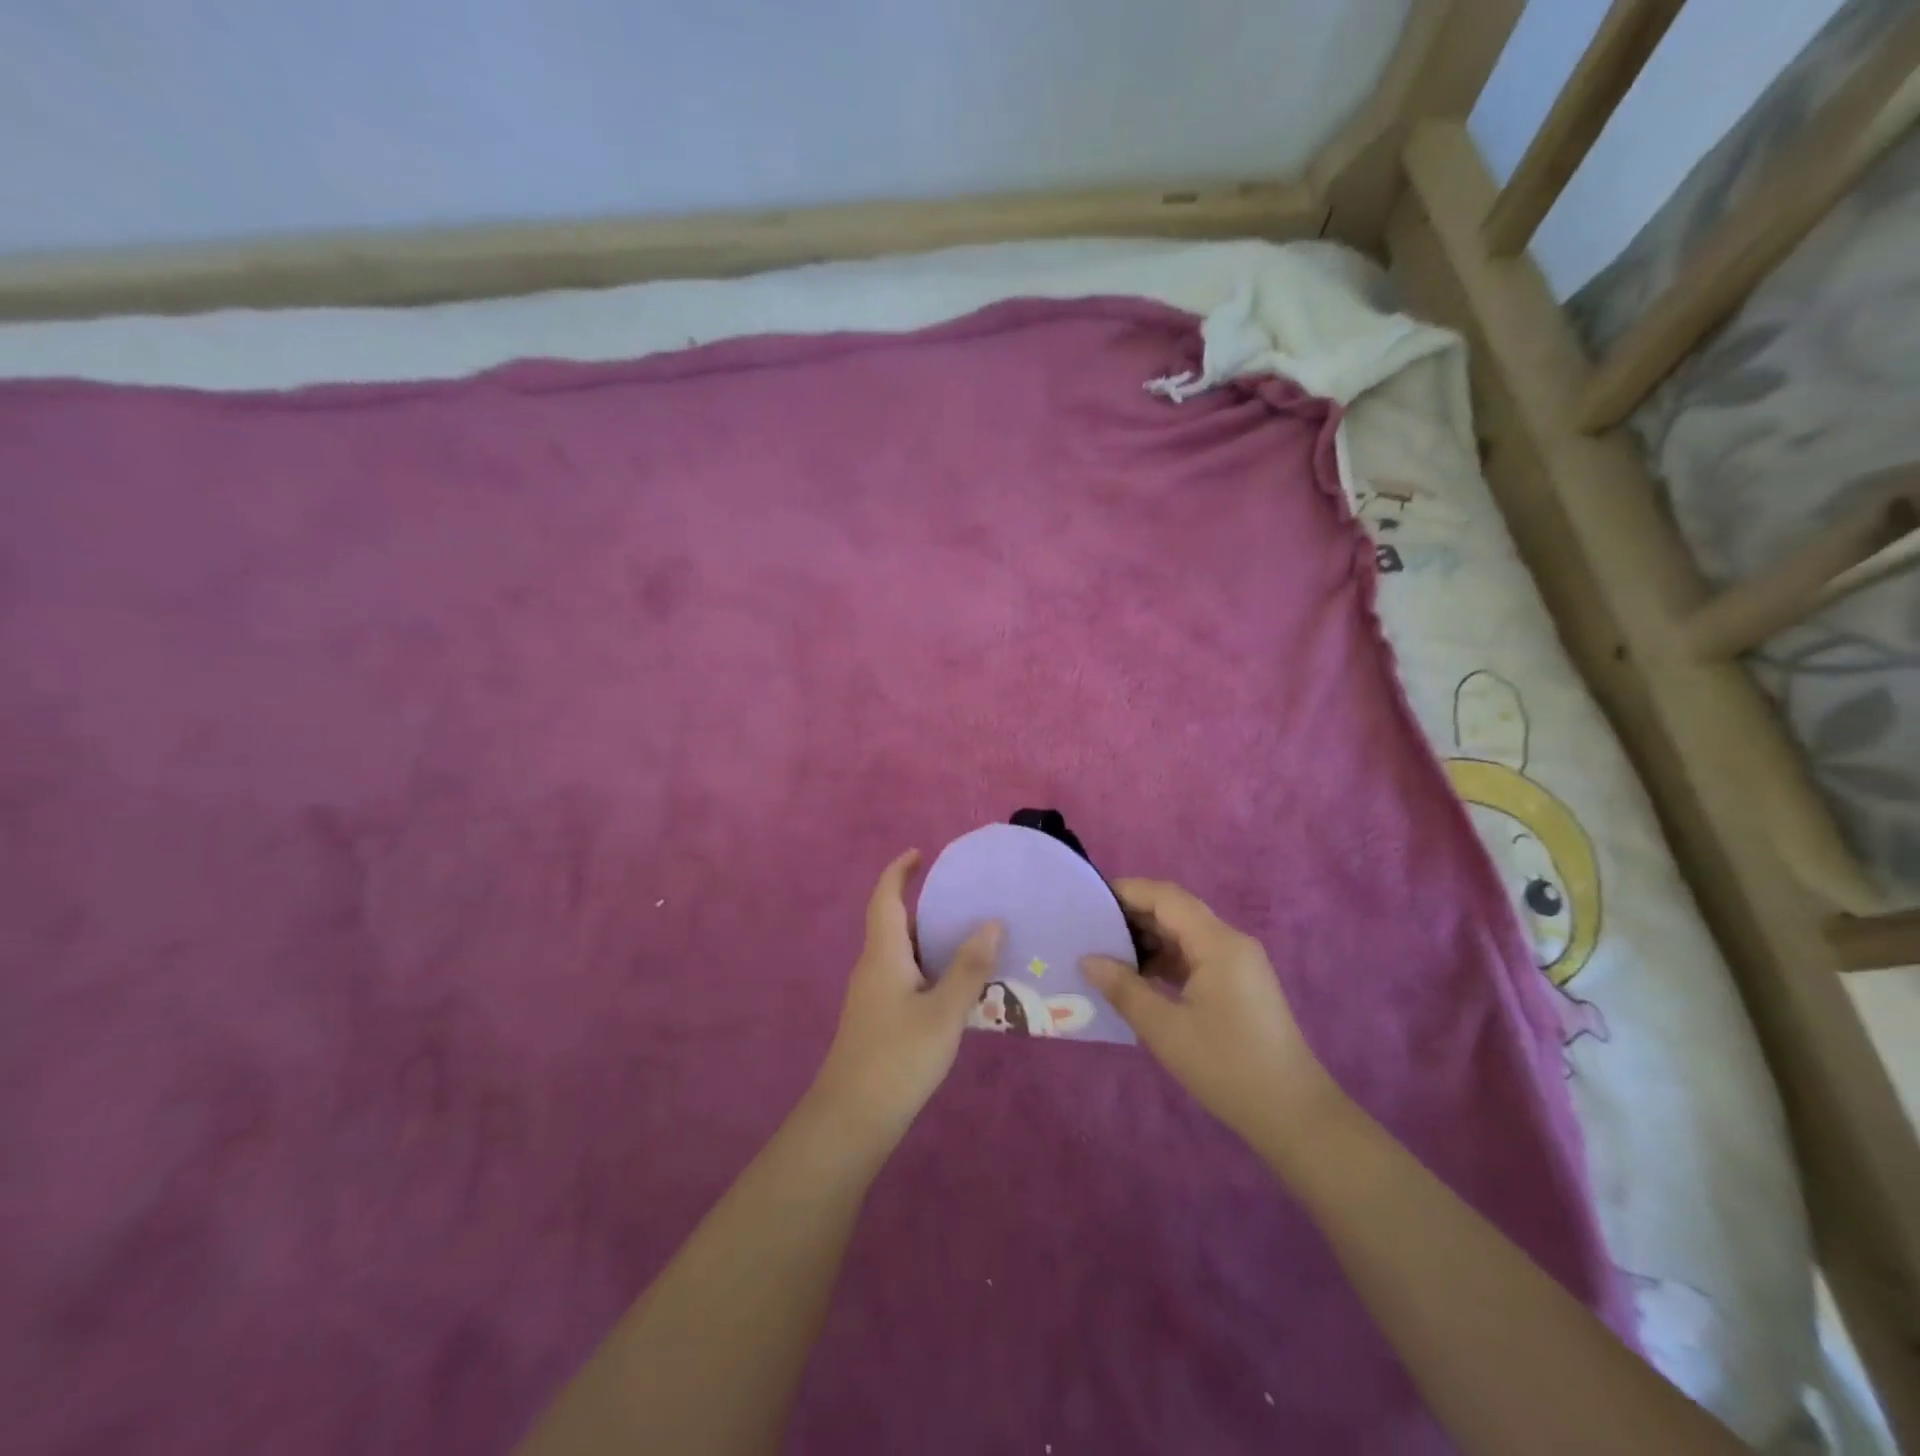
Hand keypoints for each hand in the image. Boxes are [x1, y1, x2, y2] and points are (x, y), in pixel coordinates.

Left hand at [811, 850, 1002, 1146]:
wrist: (851, 1119)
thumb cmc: (897, 1057)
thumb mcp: (943, 1012)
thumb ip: (968, 968)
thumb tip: (991, 923)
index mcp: (883, 953)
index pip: (884, 897)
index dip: (899, 871)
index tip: (921, 853)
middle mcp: (873, 966)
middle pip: (893, 923)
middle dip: (923, 905)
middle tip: (964, 899)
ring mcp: (872, 996)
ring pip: (901, 953)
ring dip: (929, 940)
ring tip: (970, 938)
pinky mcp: (878, 1020)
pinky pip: (904, 977)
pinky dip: (928, 968)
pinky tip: (956, 987)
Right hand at [1082, 879, 1334, 1146]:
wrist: (1293, 1114)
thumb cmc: (1226, 1066)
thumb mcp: (1165, 1028)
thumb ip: (1123, 988)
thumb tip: (1087, 960)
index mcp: (1217, 942)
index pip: (1166, 896)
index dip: (1126, 891)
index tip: (1087, 901)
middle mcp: (1230, 942)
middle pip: (1175, 911)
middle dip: (1132, 915)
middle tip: (1089, 930)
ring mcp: (1238, 963)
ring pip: (1184, 934)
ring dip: (1147, 939)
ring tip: (1106, 955)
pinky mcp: (1238, 985)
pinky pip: (1195, 956)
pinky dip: (1165, 960)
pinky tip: (1138, 979)